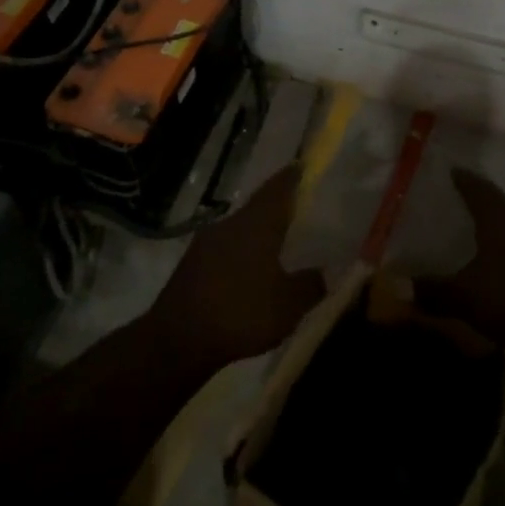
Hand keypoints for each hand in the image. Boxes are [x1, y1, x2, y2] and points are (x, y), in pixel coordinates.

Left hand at [150, 166, 323, 368]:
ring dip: (258, 234)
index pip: (277, 188)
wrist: (178, 340)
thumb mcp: (289, 305)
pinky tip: (250, 272)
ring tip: (278, 245)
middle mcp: (229, 224)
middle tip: (299, 213)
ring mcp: (206, 243)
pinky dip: (242, 254)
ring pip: (240, 229)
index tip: (303, 166)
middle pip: (258, 208)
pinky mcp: (192, 264)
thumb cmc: (241, 313)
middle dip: (277, 209)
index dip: (292, 177)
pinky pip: (226, 249)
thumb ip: (311, 284)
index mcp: (256, 224)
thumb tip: (326, 271)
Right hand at [414, 170, 504, 358]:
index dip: (465, 181)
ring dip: (500, 234)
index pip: (480, 191)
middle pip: (502, 209)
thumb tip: (399, 286)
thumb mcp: (467, 298)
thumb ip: (434, 291)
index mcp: (501, 222)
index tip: (454, 170)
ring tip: (481, 240)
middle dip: (482, 207)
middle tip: (462, 207)